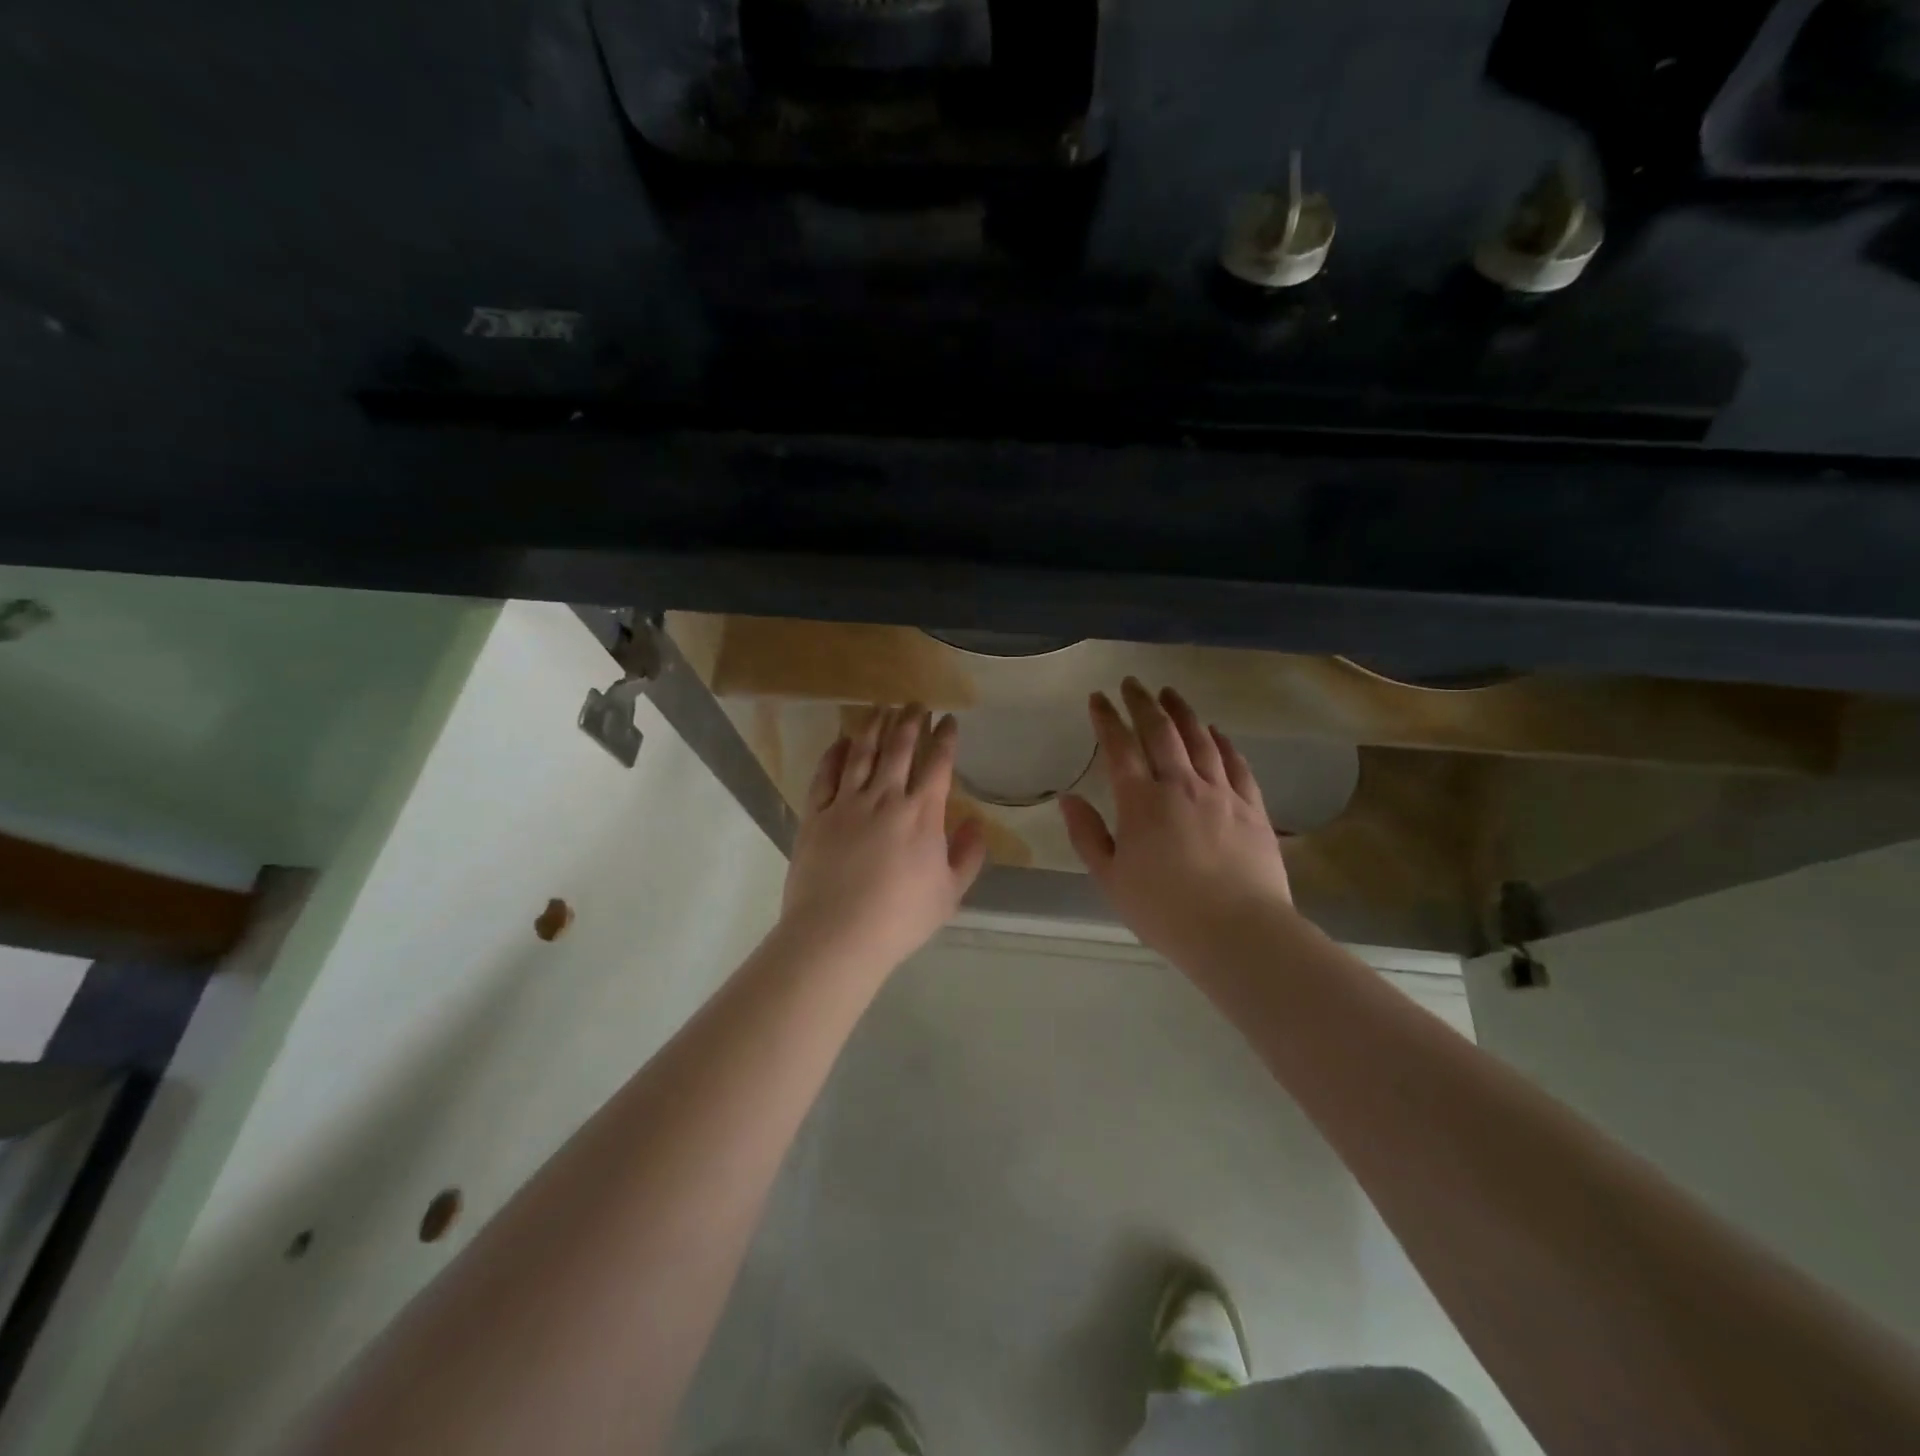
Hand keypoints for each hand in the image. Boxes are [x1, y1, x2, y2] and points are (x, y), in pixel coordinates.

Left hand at [780, 704, 987, 974]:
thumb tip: (977, 822)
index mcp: (922, 814)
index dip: (945, 738)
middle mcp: (885, 798)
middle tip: (916, 703)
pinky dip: (835, 753)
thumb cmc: (900, 918)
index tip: (948, 719)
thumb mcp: (949, 893)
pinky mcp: (816, 814)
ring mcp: (847, 803)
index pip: (938, 764)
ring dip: (874, 726)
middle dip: (910, 721)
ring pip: (862, 752)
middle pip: (899, 748)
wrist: (837, 934)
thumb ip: (968, 855)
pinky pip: (826, 774)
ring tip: (881, 708)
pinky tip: (842, 741)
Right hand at [1059, 679, 1293, 965]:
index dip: (1107, 718)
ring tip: (1170, 693)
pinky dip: (1222, 742)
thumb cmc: (1165, 911)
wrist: (1238, 931)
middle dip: (1142, 703)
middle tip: (1132, 683)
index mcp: (1141, 802)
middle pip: (1160, 732)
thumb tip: (1068, 799)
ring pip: (1199, 739)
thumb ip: (1087, 835)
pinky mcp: (1251, 807)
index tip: (1098, 698)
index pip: (1119, 747)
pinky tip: (1216, 732)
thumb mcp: (1111, 879)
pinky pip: (1236, 763)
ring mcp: (1220, 793)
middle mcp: (1180, 785)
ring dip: (1182, 712)